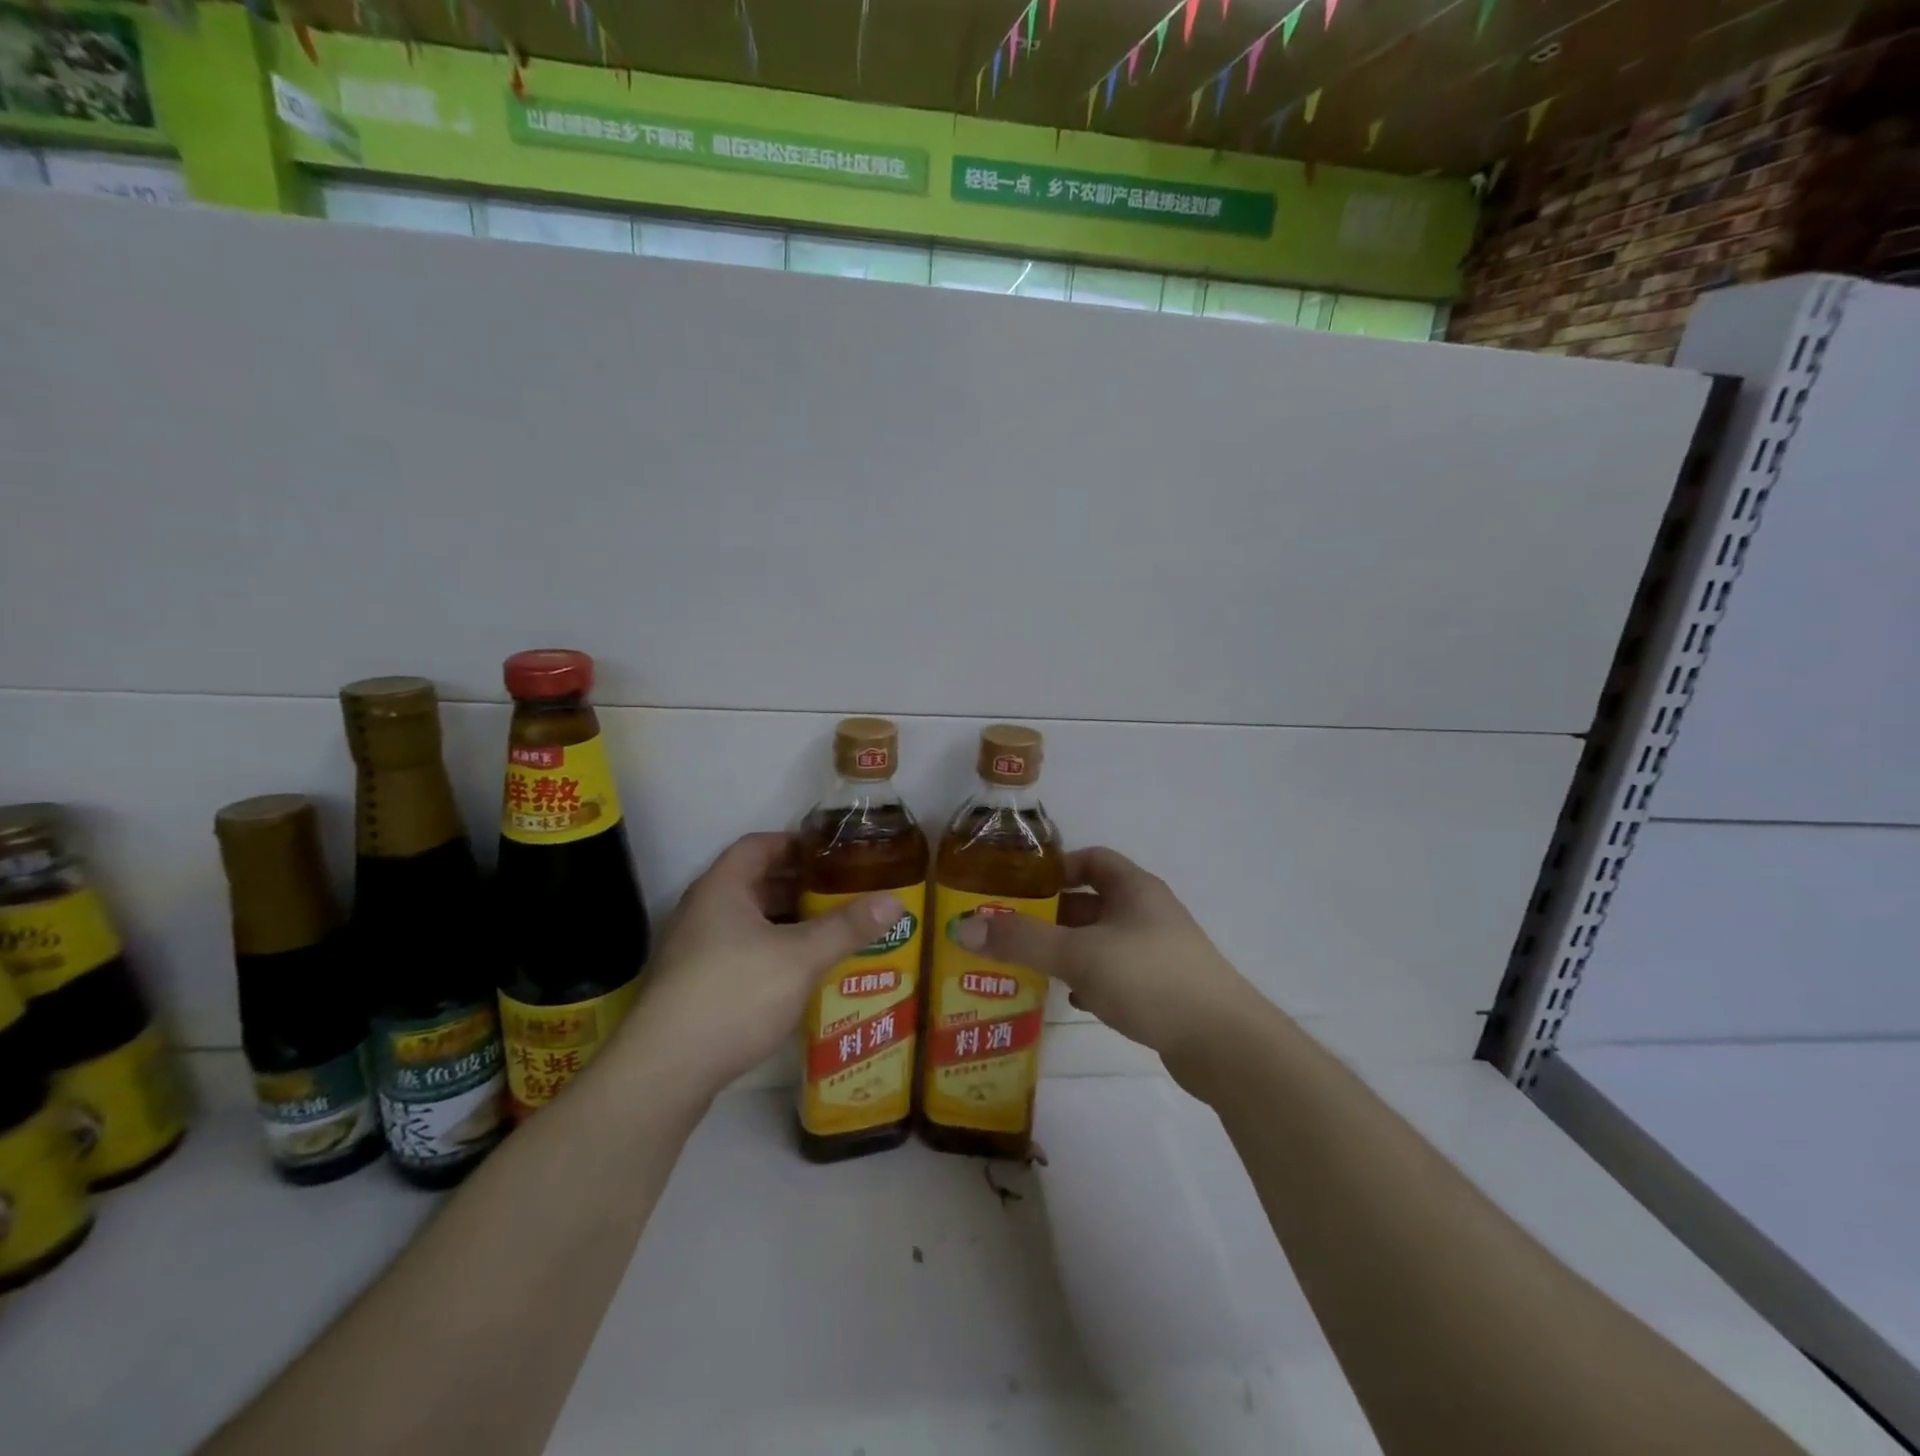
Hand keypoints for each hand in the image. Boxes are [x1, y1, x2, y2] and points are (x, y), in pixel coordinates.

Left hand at [614, 832, 905, 1103]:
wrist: (664, 1071)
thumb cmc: (734, 994)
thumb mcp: (800, 957)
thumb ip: (846, 927)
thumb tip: (894, 900)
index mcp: (722, 888)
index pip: (759, 845)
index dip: (796, 843)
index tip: (833, 852)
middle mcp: (702, 911)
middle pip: (754, 883)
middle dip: (799, 886)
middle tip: (842, 891)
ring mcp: (693, 950)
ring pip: (748, 922)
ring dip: (786, 922)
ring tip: (829, 930)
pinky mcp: (692, 986)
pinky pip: (739, 952)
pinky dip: (771, 952)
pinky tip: (799, 974)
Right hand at [955, 847, 1265, 1085]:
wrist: (1224, 1044)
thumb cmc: (1149, 978)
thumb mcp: (1079, 954)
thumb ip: (1021, 940)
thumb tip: (962, 926)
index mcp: (1134, 888)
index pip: (1091, 859)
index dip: (1056, 867)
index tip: (1020, 886)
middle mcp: (1148, 912)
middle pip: (1092, 903)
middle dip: (1052, 915)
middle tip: (1010, 931)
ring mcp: (1159, 952)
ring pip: (1102, 941)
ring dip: (1068, 951)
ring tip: (1029, 966)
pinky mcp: (1164, 989)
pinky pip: (1116, 974)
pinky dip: (1091, 981)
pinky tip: (1071, 1000)